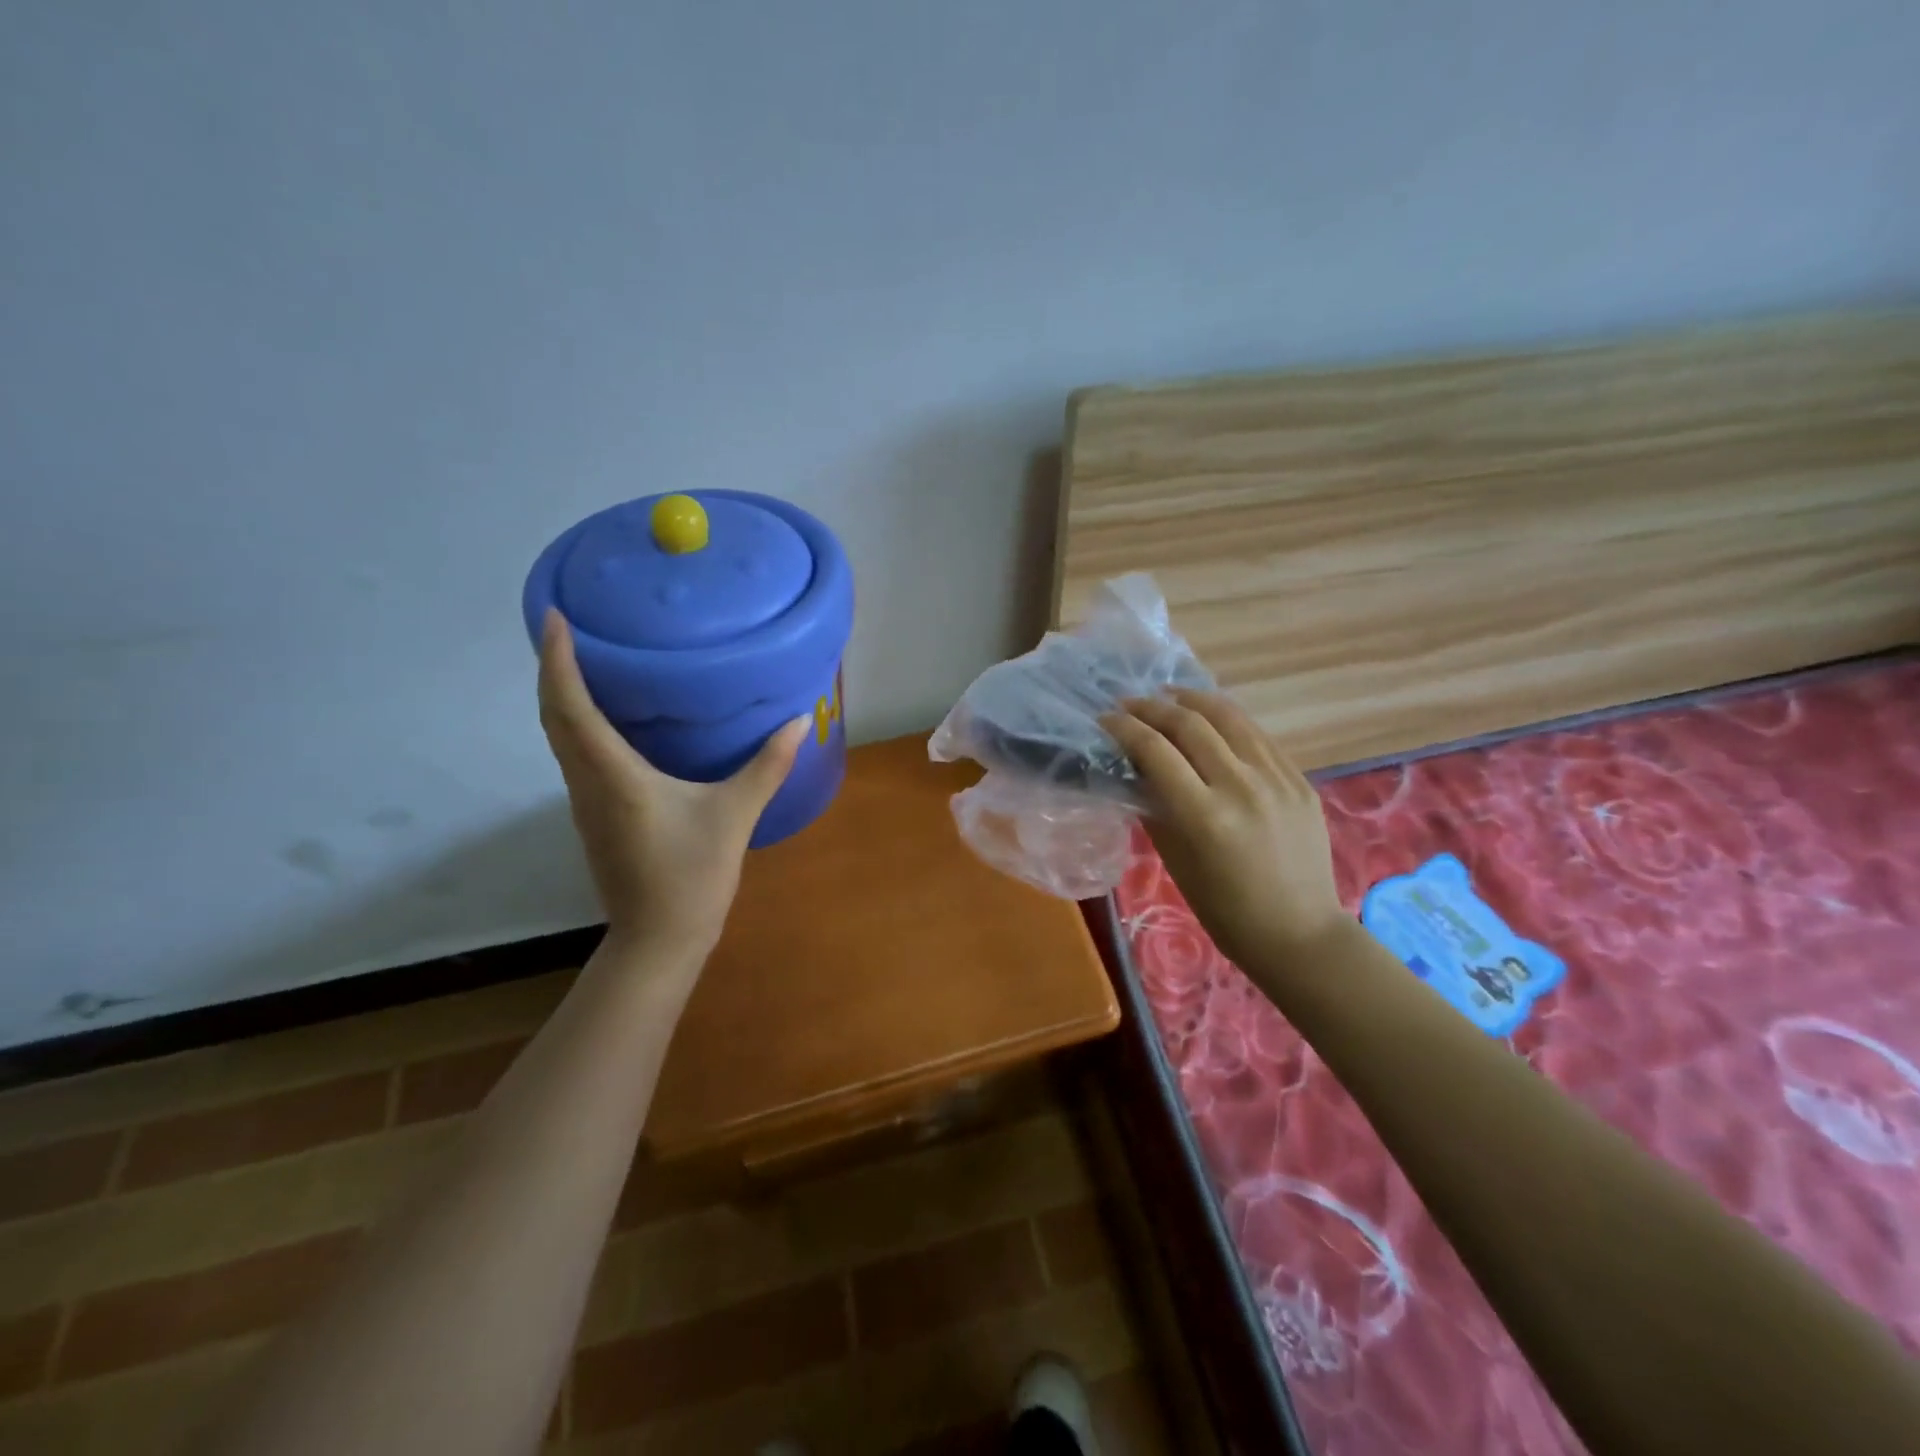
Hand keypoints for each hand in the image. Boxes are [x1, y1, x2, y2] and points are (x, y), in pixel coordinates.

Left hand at [537, 610, 808, 957]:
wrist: (658, 939)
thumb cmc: (693, 875)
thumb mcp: (735, 816)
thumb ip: (767, 766)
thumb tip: (799, 721)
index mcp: (614, 776)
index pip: (572, 708)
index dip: (559, 661)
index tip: (556, 618)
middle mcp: (587, 783)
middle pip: (553, 717)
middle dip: (552, 669)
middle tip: (568, 627)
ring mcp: (585, 803)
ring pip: (559, 738)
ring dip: (561, 696)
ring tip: (582, 660)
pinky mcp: (594, 816)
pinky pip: (574, 756)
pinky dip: (576, 723)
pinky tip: (605, 718)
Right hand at [1103, 689, 1344, 972]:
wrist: (1300, 934)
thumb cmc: (1226, 911)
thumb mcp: (1177, 862)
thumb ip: (1156, 809)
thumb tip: (1135, 770)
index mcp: (1205, 816)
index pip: (1155, 751)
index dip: (1125, 728)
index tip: (1105, 719)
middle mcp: (1242, 787)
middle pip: (1190, 724)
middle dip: (1152, 707)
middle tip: (1129, 704)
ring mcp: (1277, 779)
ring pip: (1229, 718)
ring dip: (1192, 700)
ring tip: (1168, 695)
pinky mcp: (1299, 780)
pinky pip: (1258, 736)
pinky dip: (1227, 720)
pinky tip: (1211, 718)